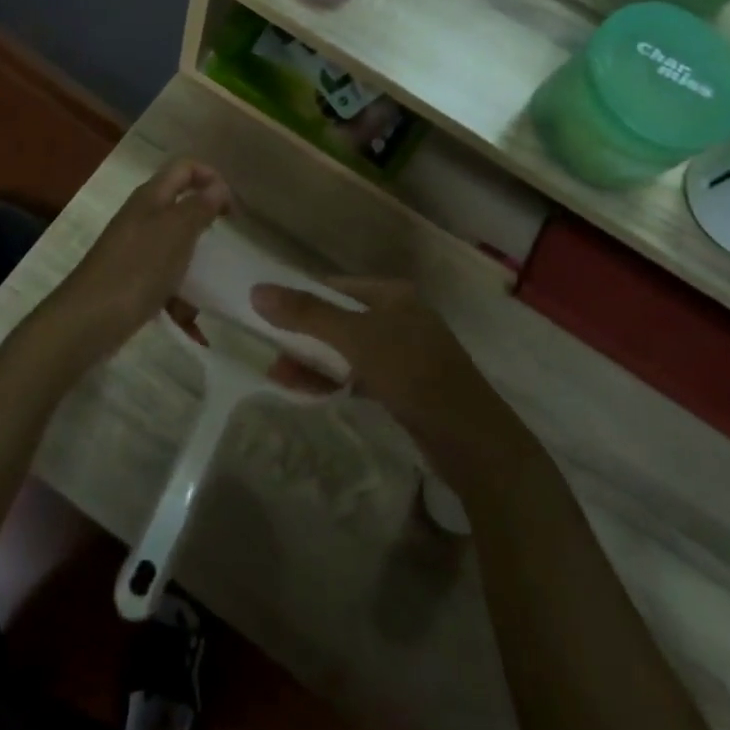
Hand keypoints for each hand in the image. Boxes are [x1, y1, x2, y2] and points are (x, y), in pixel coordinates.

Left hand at [43, 158, 229, 363]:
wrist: (88, 320)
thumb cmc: (137, 269)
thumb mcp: (176, 232)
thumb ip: (199, 207)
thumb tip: (218, 186)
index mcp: (151, 197)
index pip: (185, 168)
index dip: (211, 177)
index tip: (232, 209)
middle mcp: (141, 217)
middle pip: (180, 206)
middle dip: (206, 222)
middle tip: (227, 243)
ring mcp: (134, 249)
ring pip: (175, 246)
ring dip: (195, 264)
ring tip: (211, 288)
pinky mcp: (131, 279)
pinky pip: (165, 279)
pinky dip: (179, 296)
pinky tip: (189, 320)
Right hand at [250, 278, 519, 477]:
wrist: (472, 441)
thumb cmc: (414, 373)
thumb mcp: (356, 339)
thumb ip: (307, 315)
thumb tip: (257, 290)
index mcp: (393, 295)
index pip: (335, 287)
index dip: (301, 298)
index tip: (268, 316)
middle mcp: (399, 317)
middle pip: (339, 320)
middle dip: (303, 337)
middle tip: (271, 354)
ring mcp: (404, 354)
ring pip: (347, 350)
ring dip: (314, 362)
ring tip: (280, 378)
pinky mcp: (405, 387)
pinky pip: (359, 376)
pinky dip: (334, 381)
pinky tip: (310, 393)